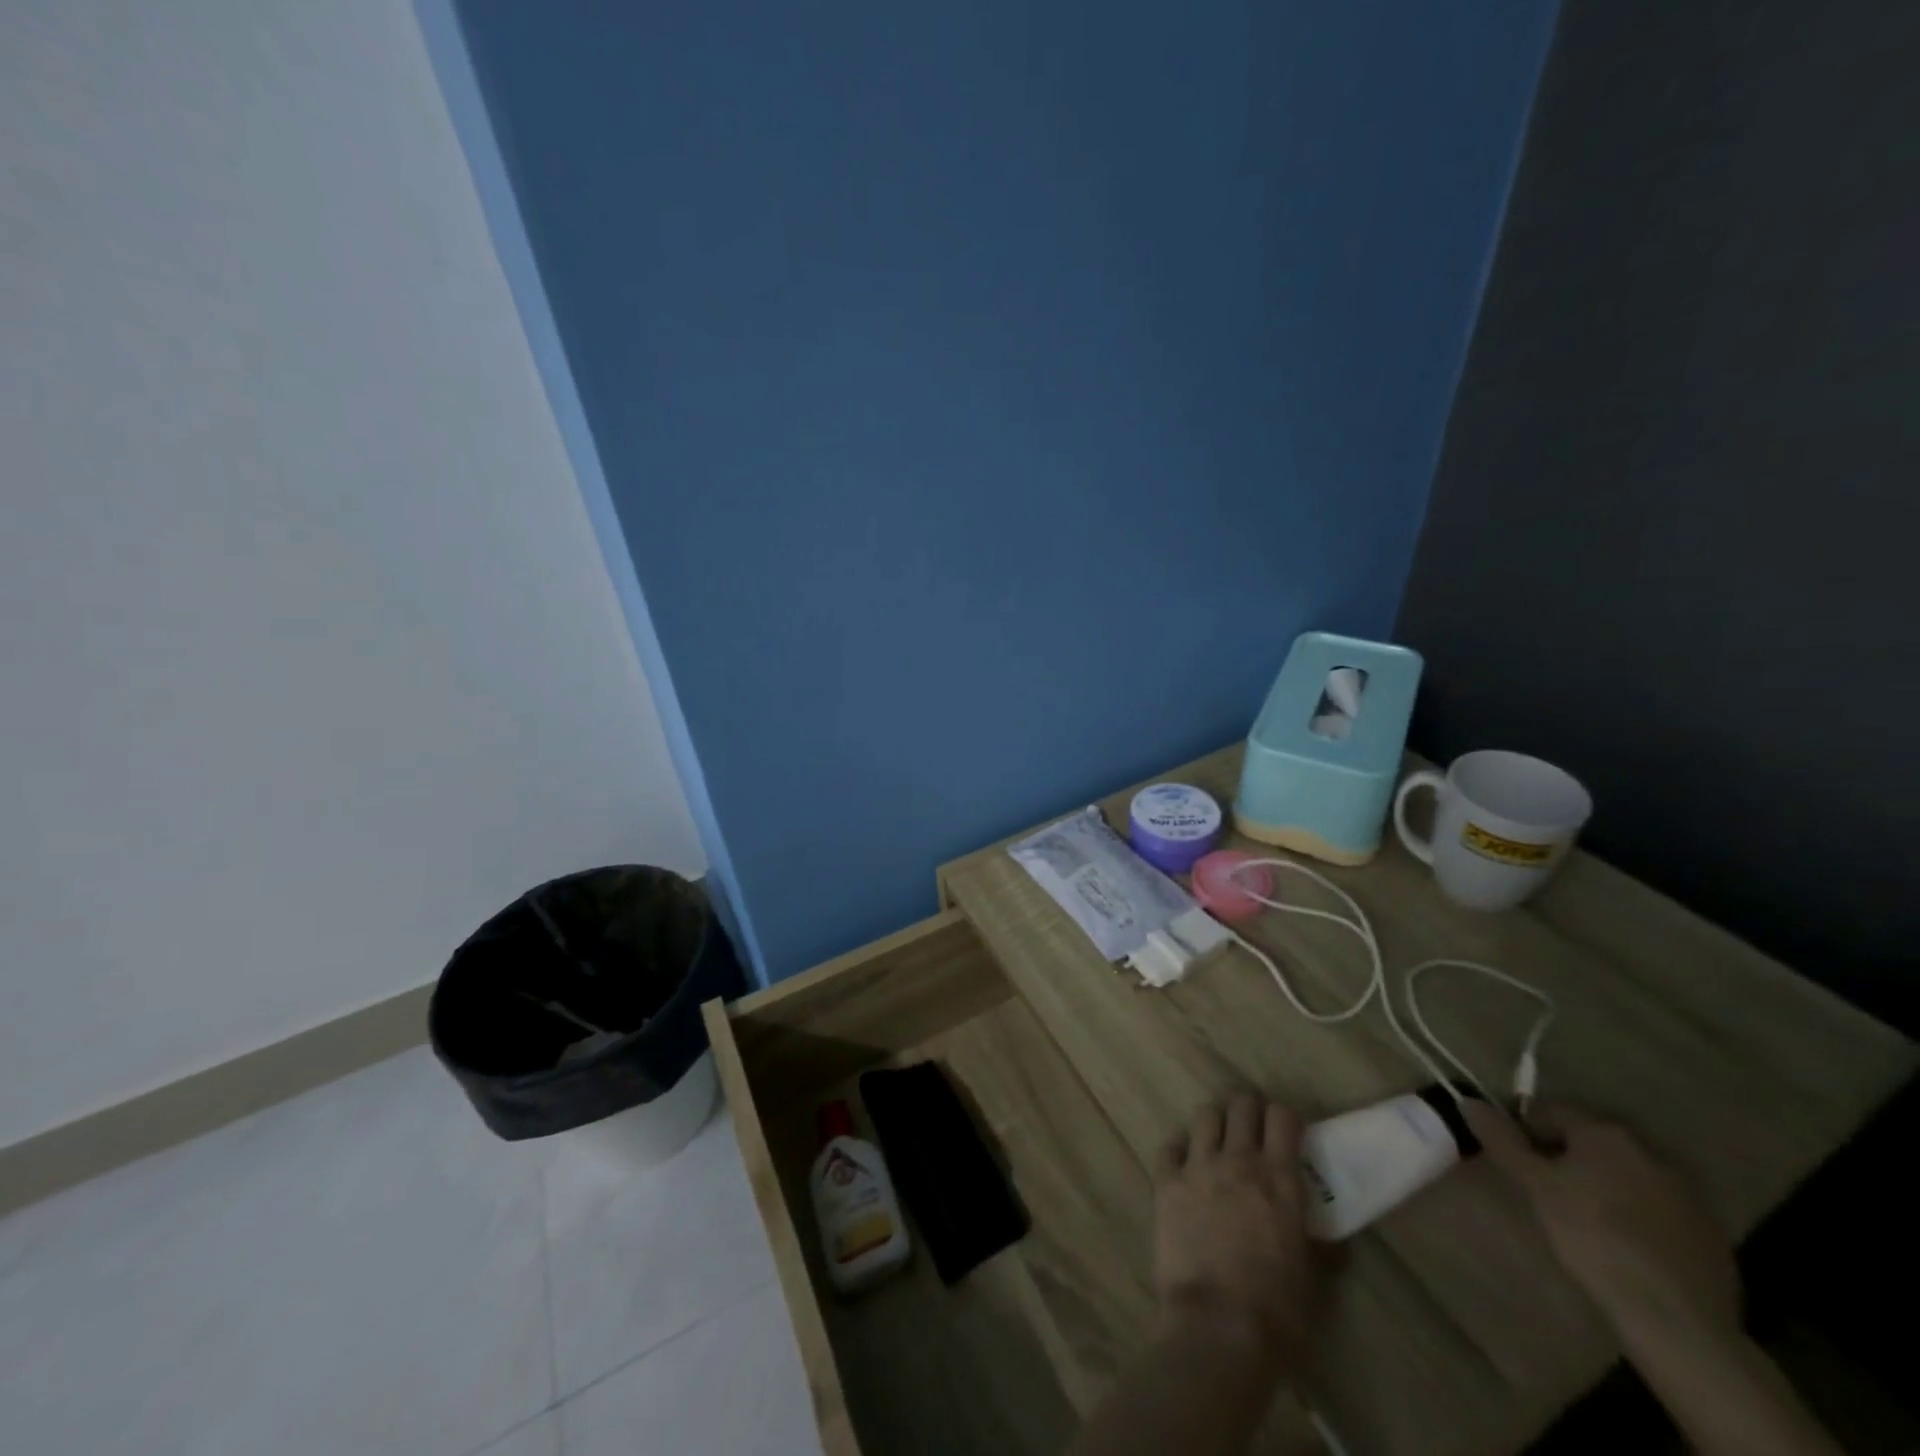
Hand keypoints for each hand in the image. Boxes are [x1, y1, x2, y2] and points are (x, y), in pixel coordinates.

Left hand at [1152, 1093, 1316, 1363]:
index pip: (1282, 1117)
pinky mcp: (1165, 1180)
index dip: (1285, 1119)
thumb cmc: (1277, 1313)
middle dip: (1249, 1111)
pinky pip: (1169, 1145)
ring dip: (1215, 1123)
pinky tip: (1184, 1164)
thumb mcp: (1314, 1279)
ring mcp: (1198, 1166)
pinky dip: (1178, 1149)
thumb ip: (1321, 1247)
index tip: (1286, 1132)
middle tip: (1252, 1130)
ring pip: (1205, 1115)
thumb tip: (1331, 1240)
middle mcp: (1239, 1160)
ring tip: (1218, 1141)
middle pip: (1242, 1105)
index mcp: (1280, 1180)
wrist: (1218, 1328)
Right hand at [1465, 1103, 1740, 1346]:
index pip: (1549, 1111)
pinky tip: (1622, 1243)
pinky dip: (1633, 1212)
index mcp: (1604, 1131)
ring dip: (1599, 1182)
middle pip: (1589, 1140)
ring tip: (1580, 1217)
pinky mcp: (1707, 1231)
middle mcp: (1648, 1149)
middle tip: (1542, 1189)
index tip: (1512, 1161)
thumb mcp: (1534, 1185)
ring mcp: (1685, 1191)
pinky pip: (1655, 1205)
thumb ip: (1501, 1139)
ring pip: (1623, 1172)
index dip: (1523, 1130)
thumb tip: (1468, 1100)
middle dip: (1563, 1156)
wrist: (1675, 1317)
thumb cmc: (1591, 1236)